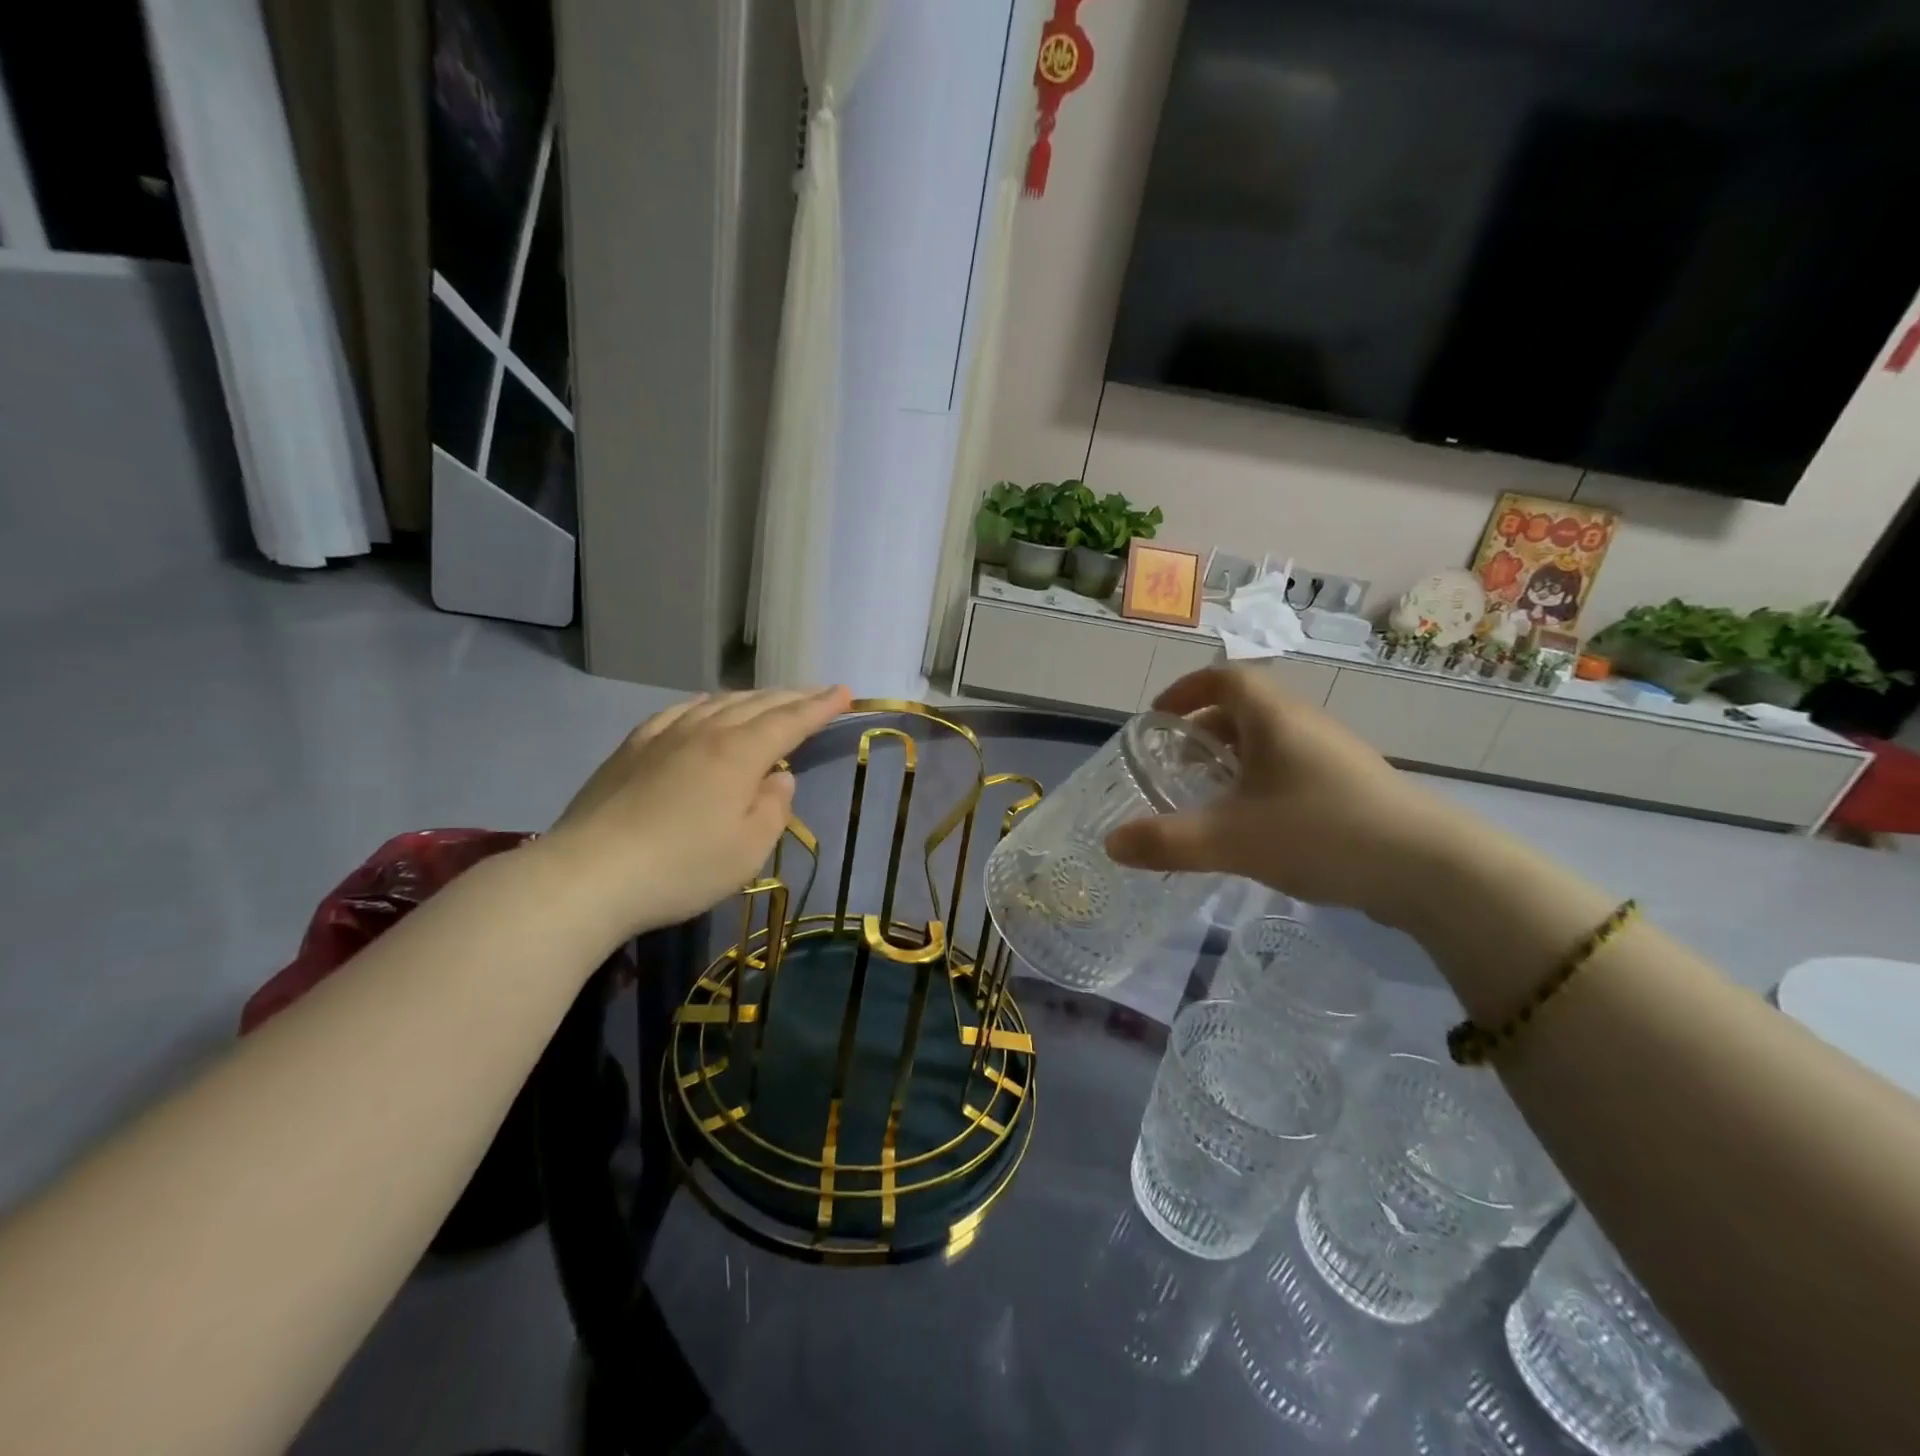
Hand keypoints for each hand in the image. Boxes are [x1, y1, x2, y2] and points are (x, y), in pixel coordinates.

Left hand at [546, 686, 851, 941]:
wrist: (588, 875)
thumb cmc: (681, 867)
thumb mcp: (748, 850)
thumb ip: (773, 808)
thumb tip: (778, 778)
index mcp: (739, 754)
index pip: (790, 721)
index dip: (820, 707)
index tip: (844, 693)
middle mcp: (705, 732)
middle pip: (757, 705)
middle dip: (793, 697)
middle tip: (818, 693)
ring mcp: (663, 736)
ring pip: (718, 703)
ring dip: (752, 697)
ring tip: (770, 699)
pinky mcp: (631, 748)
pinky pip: (679, 711)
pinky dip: (706, 704)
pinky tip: (705, 708)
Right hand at [1103, 666, 1466, 927]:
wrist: (1431, 869)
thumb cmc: (1321, 832)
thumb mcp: (1231, 839)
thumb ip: (1166, 842)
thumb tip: (1110, 844)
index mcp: (1273, 717)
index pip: (1223, 677)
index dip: (1185, 690)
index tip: (1157, 718)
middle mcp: (1304, 724)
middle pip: (1245, 710)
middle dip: (1202, 732)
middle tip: (1174, 766)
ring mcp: (1333, 755)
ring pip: (1270, 742)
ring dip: (1233, 760)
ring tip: (1208, 798)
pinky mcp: (1352, 786)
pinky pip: (1292, 769)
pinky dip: (1260, 784)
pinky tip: (1254, 827)